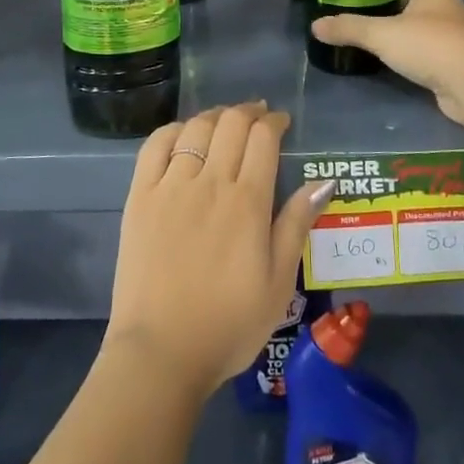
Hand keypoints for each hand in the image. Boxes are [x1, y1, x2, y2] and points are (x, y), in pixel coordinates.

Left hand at [106, 102, 330, 401]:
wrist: (161, 351)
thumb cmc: (229, 324)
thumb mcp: (278, 282)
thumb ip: (296, 225)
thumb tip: (323, 181)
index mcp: (247, 201)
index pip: (263, 138)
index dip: (274, 122)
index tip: (281, 123)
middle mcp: (209, 182)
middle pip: (230, 124)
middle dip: (248, 112)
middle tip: (257, 116)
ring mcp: (170, 186)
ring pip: (195, 129)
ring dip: (215, 116)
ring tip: (224, 120)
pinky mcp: (139, 197)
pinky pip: (155, 146)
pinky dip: (173, 130)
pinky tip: (183, 134)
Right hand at [310, 0, 463, 125]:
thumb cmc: (431, 45)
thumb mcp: (383, 34)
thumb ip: (350, 28)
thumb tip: (315, 25)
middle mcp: (444, 5)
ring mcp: (451, 32)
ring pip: (422, 15)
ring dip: (401, 13)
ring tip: (371, 15)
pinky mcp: (451, 58)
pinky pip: (425, 41)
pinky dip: (407, 40)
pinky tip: (387, 48)